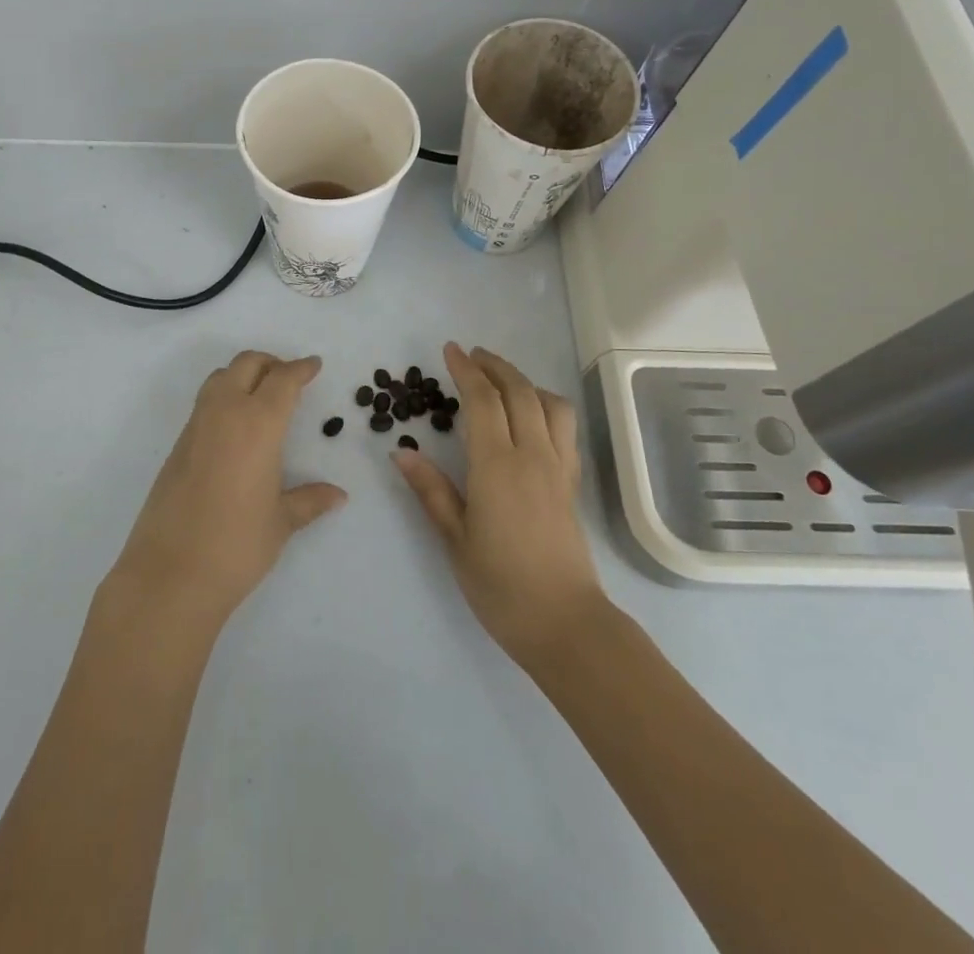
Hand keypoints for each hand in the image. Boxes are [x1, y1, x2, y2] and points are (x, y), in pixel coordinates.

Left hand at [108, 351, 346, 632]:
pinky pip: (204, 403)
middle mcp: (225, 413)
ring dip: (243, 375)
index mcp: (257, 424)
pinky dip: (224, 398)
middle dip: (271, 363)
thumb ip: (310, 501)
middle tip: (290, 378)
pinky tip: (236, 428)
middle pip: (247, 364)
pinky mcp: (177, 446)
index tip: (314, 365)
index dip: (300, 369)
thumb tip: (338, 496)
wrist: (169, 574)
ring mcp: (196, 427)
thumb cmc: (236, 545)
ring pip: (220, 378)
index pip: (282, 380)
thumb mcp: (281, 522)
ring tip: (262, 397)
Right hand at [395, 342, 602, 662]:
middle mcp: (532, 455)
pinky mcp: (571, 482)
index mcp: (497, 465)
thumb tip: (401, 451)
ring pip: (549, 403)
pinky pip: (564, 426)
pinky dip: (546, 404)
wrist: (565, 622)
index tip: (450, 350)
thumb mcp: (455, 539)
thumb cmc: (500, 585)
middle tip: (471, 355)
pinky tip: (531, 415)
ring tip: (501, 381)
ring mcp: (557, 466)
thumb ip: (431, 490)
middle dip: (494, 366)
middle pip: (518, 391)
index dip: (465, 370)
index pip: (482, 400)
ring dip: (524, 381)